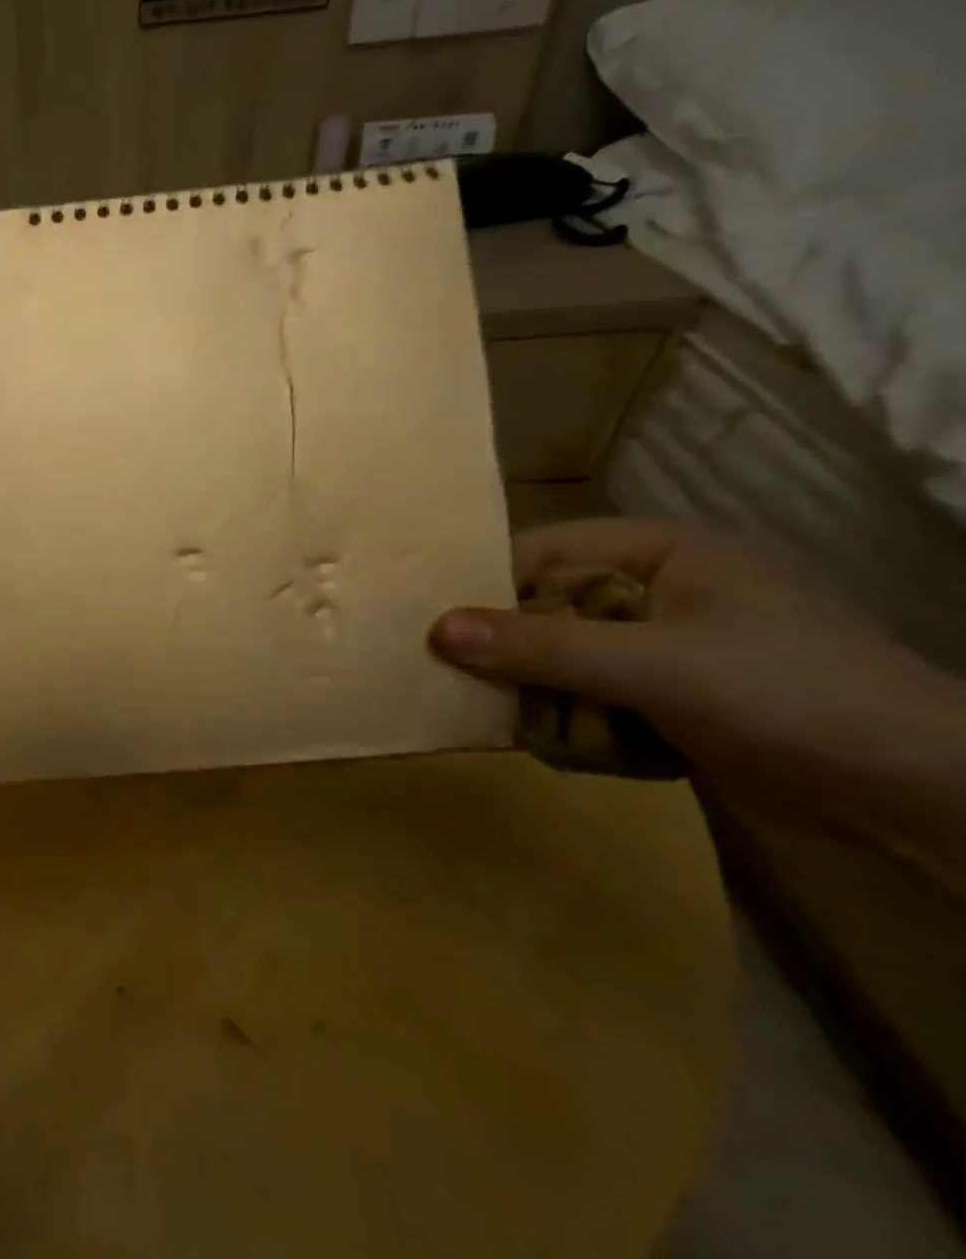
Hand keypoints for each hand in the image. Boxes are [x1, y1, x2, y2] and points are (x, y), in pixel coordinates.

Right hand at [429, 518, 964, 797]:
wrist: (924, 797)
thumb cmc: (789, 697)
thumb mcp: (655, 666)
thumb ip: (543, 647)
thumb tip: (437, 631)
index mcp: (658, 553)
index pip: (541, 551)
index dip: (484, 584)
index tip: (432, 625)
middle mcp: (655, 590)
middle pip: (546, 608)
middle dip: (508, 650)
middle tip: (454, 680)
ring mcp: (665, 646)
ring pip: (563, 658)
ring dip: (539, 694)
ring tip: (513, 724)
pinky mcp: (673, 697)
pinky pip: (593, 697)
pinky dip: (575, 722)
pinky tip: (569, 747)